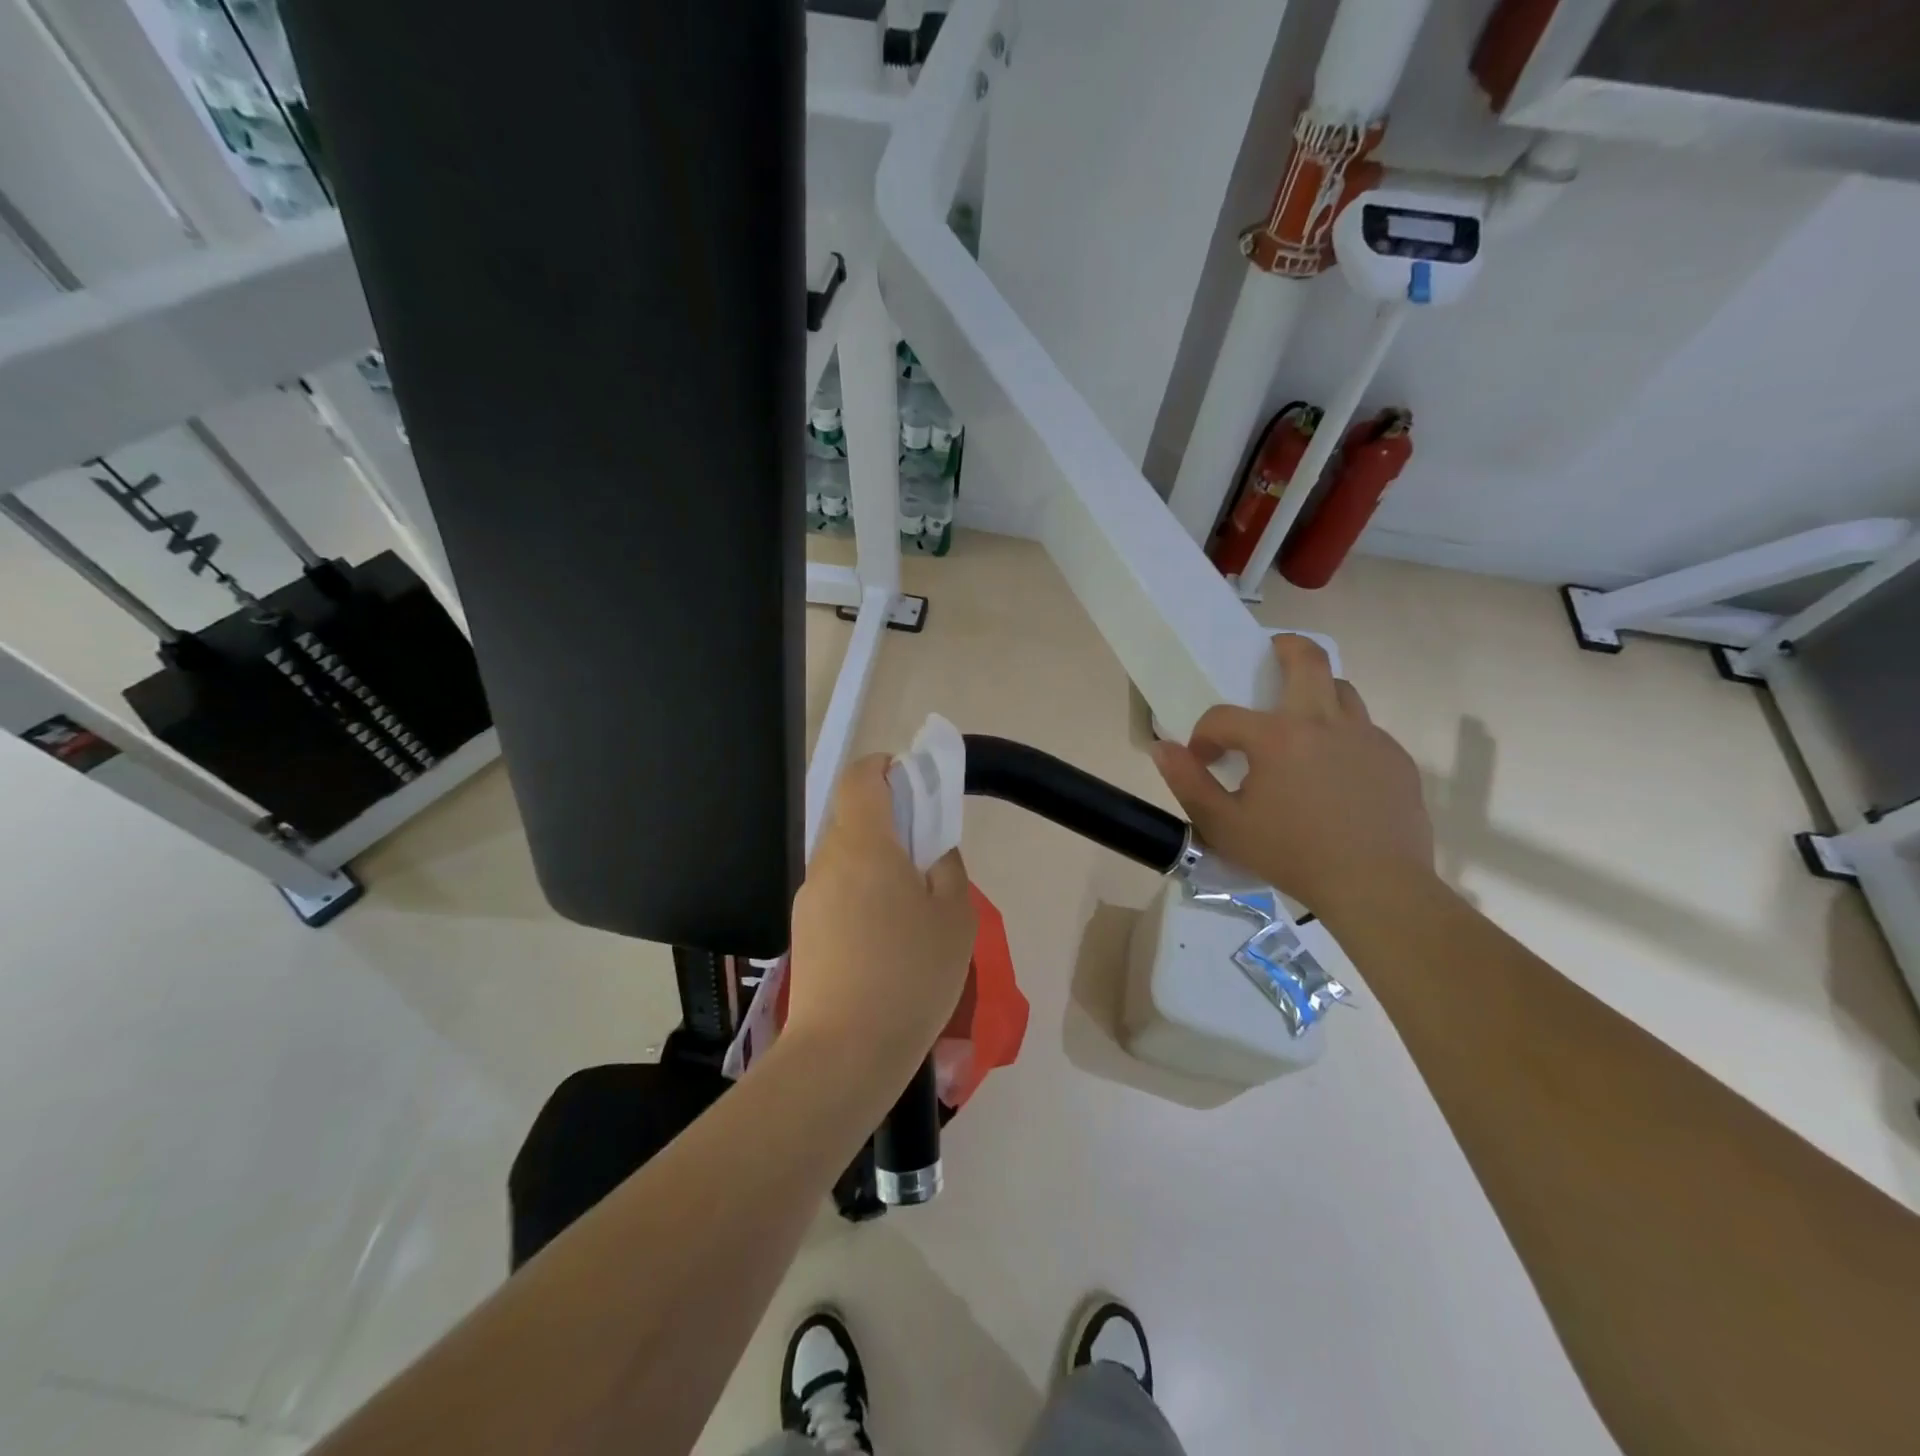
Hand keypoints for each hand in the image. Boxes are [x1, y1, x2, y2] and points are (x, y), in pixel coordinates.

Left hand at [787, 755, 977, 1076]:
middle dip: (890, 826)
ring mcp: (809, 898)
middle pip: (854, 819)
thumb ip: (947, 866)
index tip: (913, 786)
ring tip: (910, 913)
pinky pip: (836, 894)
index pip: (860, 778)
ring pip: (846, 860)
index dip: (885, 768)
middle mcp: (828, 861)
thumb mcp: (955, 916)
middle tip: (926, 862)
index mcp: (865, 844)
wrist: (845, 1053)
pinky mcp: (803, 932)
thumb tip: (932, 849)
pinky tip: (884, 944)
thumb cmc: (911, 975)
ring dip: (877, 866)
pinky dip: (861, 898)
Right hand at [1150, 634, 1434, 925]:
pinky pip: (1365, 732)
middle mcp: (1325, 722)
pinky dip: (1343, 739)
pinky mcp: (1396, 759)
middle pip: (1308, 659)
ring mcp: (1368, 737)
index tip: (1204, 760)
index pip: (1224, 716)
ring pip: (1342, 691)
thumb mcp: (1224, 825)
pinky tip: (1335, 775)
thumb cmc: (1292, 855)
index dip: (1204, 735)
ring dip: (1316, 694)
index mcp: (1278, 737)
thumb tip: (1161, 748)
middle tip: (1269, 656)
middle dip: (1284, 648)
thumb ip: (1187, 782)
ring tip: (1300, 724)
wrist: (1377, 888)